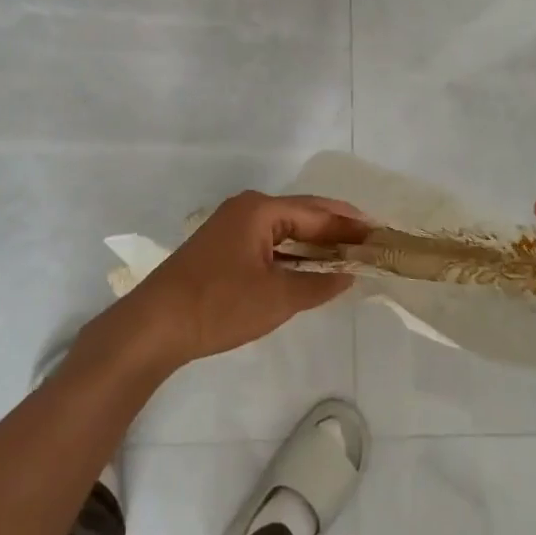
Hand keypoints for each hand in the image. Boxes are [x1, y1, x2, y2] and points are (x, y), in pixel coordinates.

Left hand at [108, 192, 365, 370]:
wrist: (155, 325)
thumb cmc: (219, 305)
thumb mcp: (276, 298)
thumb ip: (318, 285)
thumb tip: (349, 275)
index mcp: (260, 209)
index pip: (317, 212)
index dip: (350, 225)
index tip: (380, 233)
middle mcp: (246, 209)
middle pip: (302, 214)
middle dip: (335, 229)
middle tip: (369, 242)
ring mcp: (231, 227)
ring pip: (285, 229)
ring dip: (314, 242)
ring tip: (348, 255)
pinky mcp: (222, 248)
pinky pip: (269, 242)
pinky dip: (292, 253)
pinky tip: (309, 268)